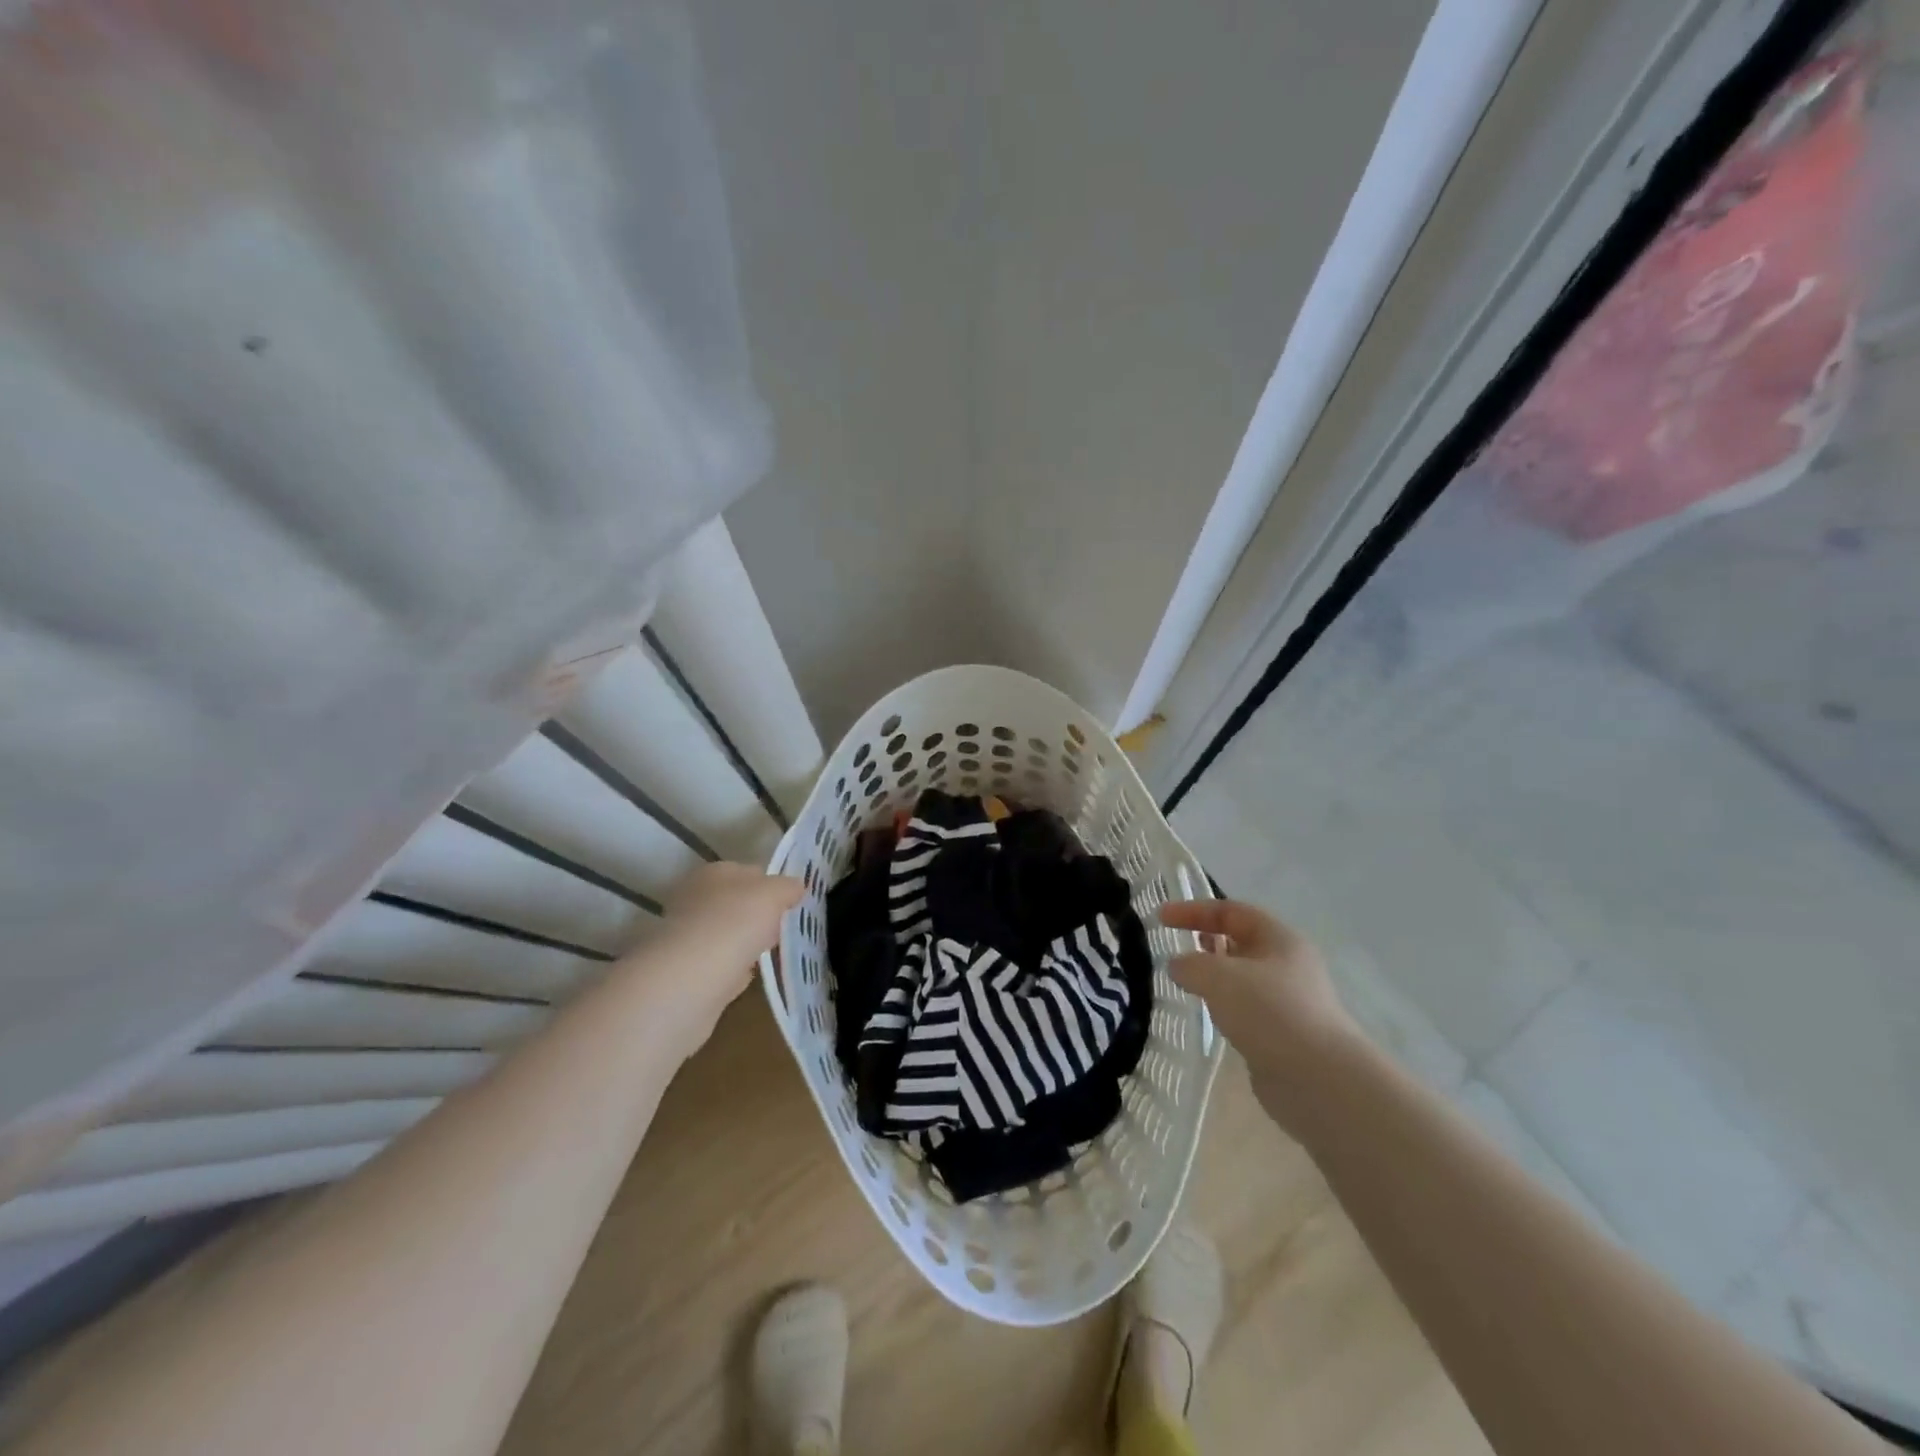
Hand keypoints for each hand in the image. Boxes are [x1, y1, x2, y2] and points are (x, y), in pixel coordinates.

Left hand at [621, 862, 801, 1055]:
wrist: (692, 979)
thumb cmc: (735, 922)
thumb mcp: (774, 893)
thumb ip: (788, 887)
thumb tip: (797, 887)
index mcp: (714, 872)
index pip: (748, 872)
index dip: (772, 885)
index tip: (791, 903)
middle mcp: (695, 899)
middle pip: (736, 903)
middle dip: (758, 915)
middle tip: (784, 928)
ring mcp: (688, 936)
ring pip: (727, 934)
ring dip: (745, 943)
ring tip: (772, 953)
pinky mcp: (686, 971)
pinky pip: (720, 965)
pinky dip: (734, 969)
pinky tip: (750, 976)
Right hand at [1159, 899, 1363, 1136]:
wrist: (1319, 1080)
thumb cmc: (1269, 1012)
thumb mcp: (1218, 976)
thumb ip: (1190, 964)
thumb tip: (1178, 966)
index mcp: (1280, 939)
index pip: (1231, 911)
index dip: (1193, 910)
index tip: (1160, 919)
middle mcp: (1288, 964)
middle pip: (1241, 941)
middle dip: (1207, 941)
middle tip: (1177, 950)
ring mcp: (1289, 1001)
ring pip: (1243, 977)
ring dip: (1215, 977)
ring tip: (1187, 984)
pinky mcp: (1284, 1034)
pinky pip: (1247, 1008)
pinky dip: (1225, 1006)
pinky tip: (1210, 1016)